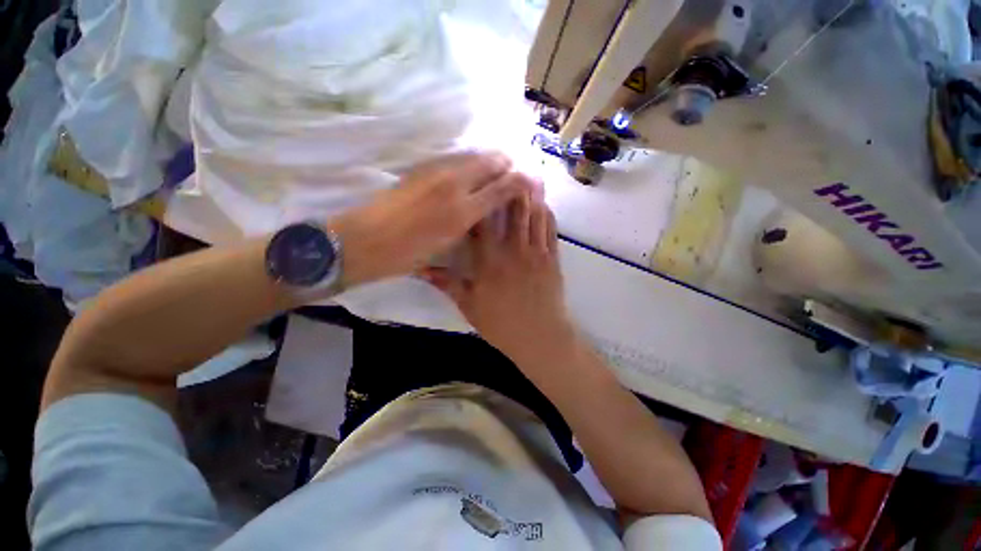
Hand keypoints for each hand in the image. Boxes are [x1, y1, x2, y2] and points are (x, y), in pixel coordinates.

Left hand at [329, 152, 529, 286]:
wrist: (365, 240)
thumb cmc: (409, 253)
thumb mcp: (447, 244)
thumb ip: (472, 222)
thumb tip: (488, 208)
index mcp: (462, 211)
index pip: (502, 187)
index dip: (519, 182)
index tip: (529, 182)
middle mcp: (453, 184)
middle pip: (490, 162)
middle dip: (506, 165)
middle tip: (512, 174)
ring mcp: (435, 171)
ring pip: (472, 156)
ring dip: (487, 161)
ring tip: (494, 171)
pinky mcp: (420, 169)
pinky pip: (453, 159)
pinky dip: (467, 162)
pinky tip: (467, 173)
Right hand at [423, 193, 576, 362]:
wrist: (539, 338)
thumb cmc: (501, 324)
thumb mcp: (469, 306)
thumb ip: (447, 284)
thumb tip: (421, 269)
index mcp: (489, 262)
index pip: (482, 223)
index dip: (480, 200)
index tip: (479, 182)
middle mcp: (513, 251)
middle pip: (513, 211)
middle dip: (512, 187)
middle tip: (511, 167)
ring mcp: (536, 253)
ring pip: (534, 215)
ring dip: (532, 194)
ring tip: (530, 176)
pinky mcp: (552, 259)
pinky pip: (551, 231)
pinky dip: (548, 214)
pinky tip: (545, 203)